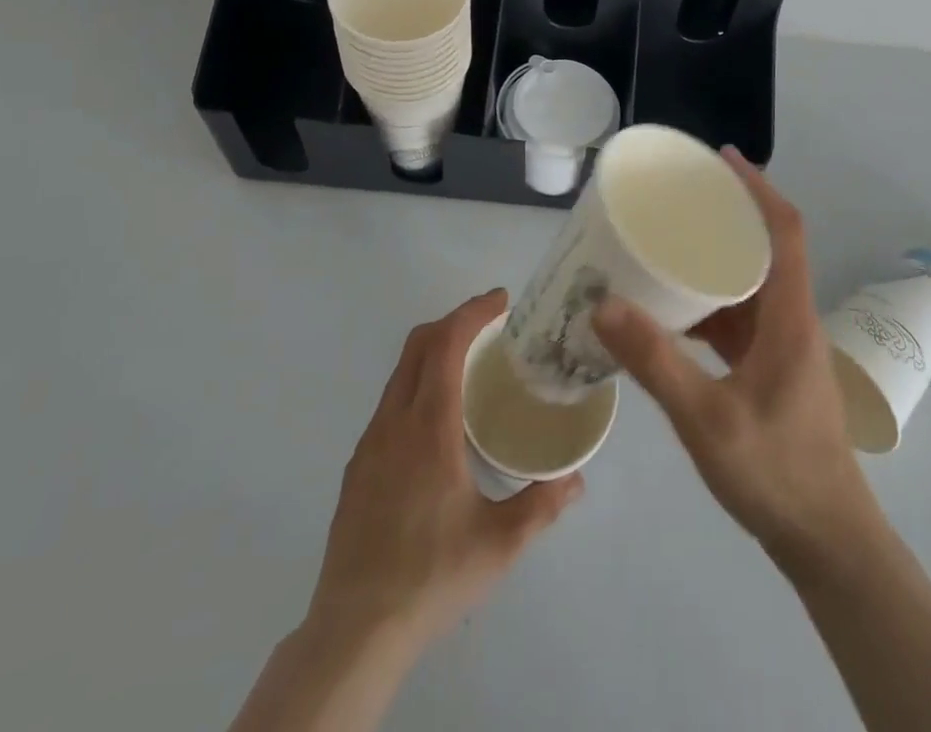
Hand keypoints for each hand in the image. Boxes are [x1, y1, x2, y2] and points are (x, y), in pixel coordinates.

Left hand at [308, 288, 584, 653]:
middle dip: (455, 321)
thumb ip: (542, 504)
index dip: (473, 312)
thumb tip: (576, 478)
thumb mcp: (499, 544)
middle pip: (418, 345)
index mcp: (428, 427)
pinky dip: (417, 384)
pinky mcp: (358, 466)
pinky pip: (390, 402)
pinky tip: (439, 421)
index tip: (502, 301)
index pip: (446, 344)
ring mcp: (370, 443)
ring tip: (471, 368)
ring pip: (400, 372)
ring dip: (434, 351)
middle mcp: (394, 422)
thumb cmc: (431, 577)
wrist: (354, 631)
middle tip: (492, 327)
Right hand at [591, 150, 881, 569]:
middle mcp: (791, 321)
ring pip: (750, 285)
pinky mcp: (772, 371)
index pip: (785, 231)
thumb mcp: (706, 418)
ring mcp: (783, 348)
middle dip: (728, 216)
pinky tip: (671, 311)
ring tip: (667, 243)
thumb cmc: (776, 473)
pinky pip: (739, 319)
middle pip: (767, 249)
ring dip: (716, 261)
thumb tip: (602, 304)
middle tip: (680, 197)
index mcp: (789, 317)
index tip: (723, 158)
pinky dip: (709, 304)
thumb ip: (654, 362)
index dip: (758, 188)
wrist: (828, 544)